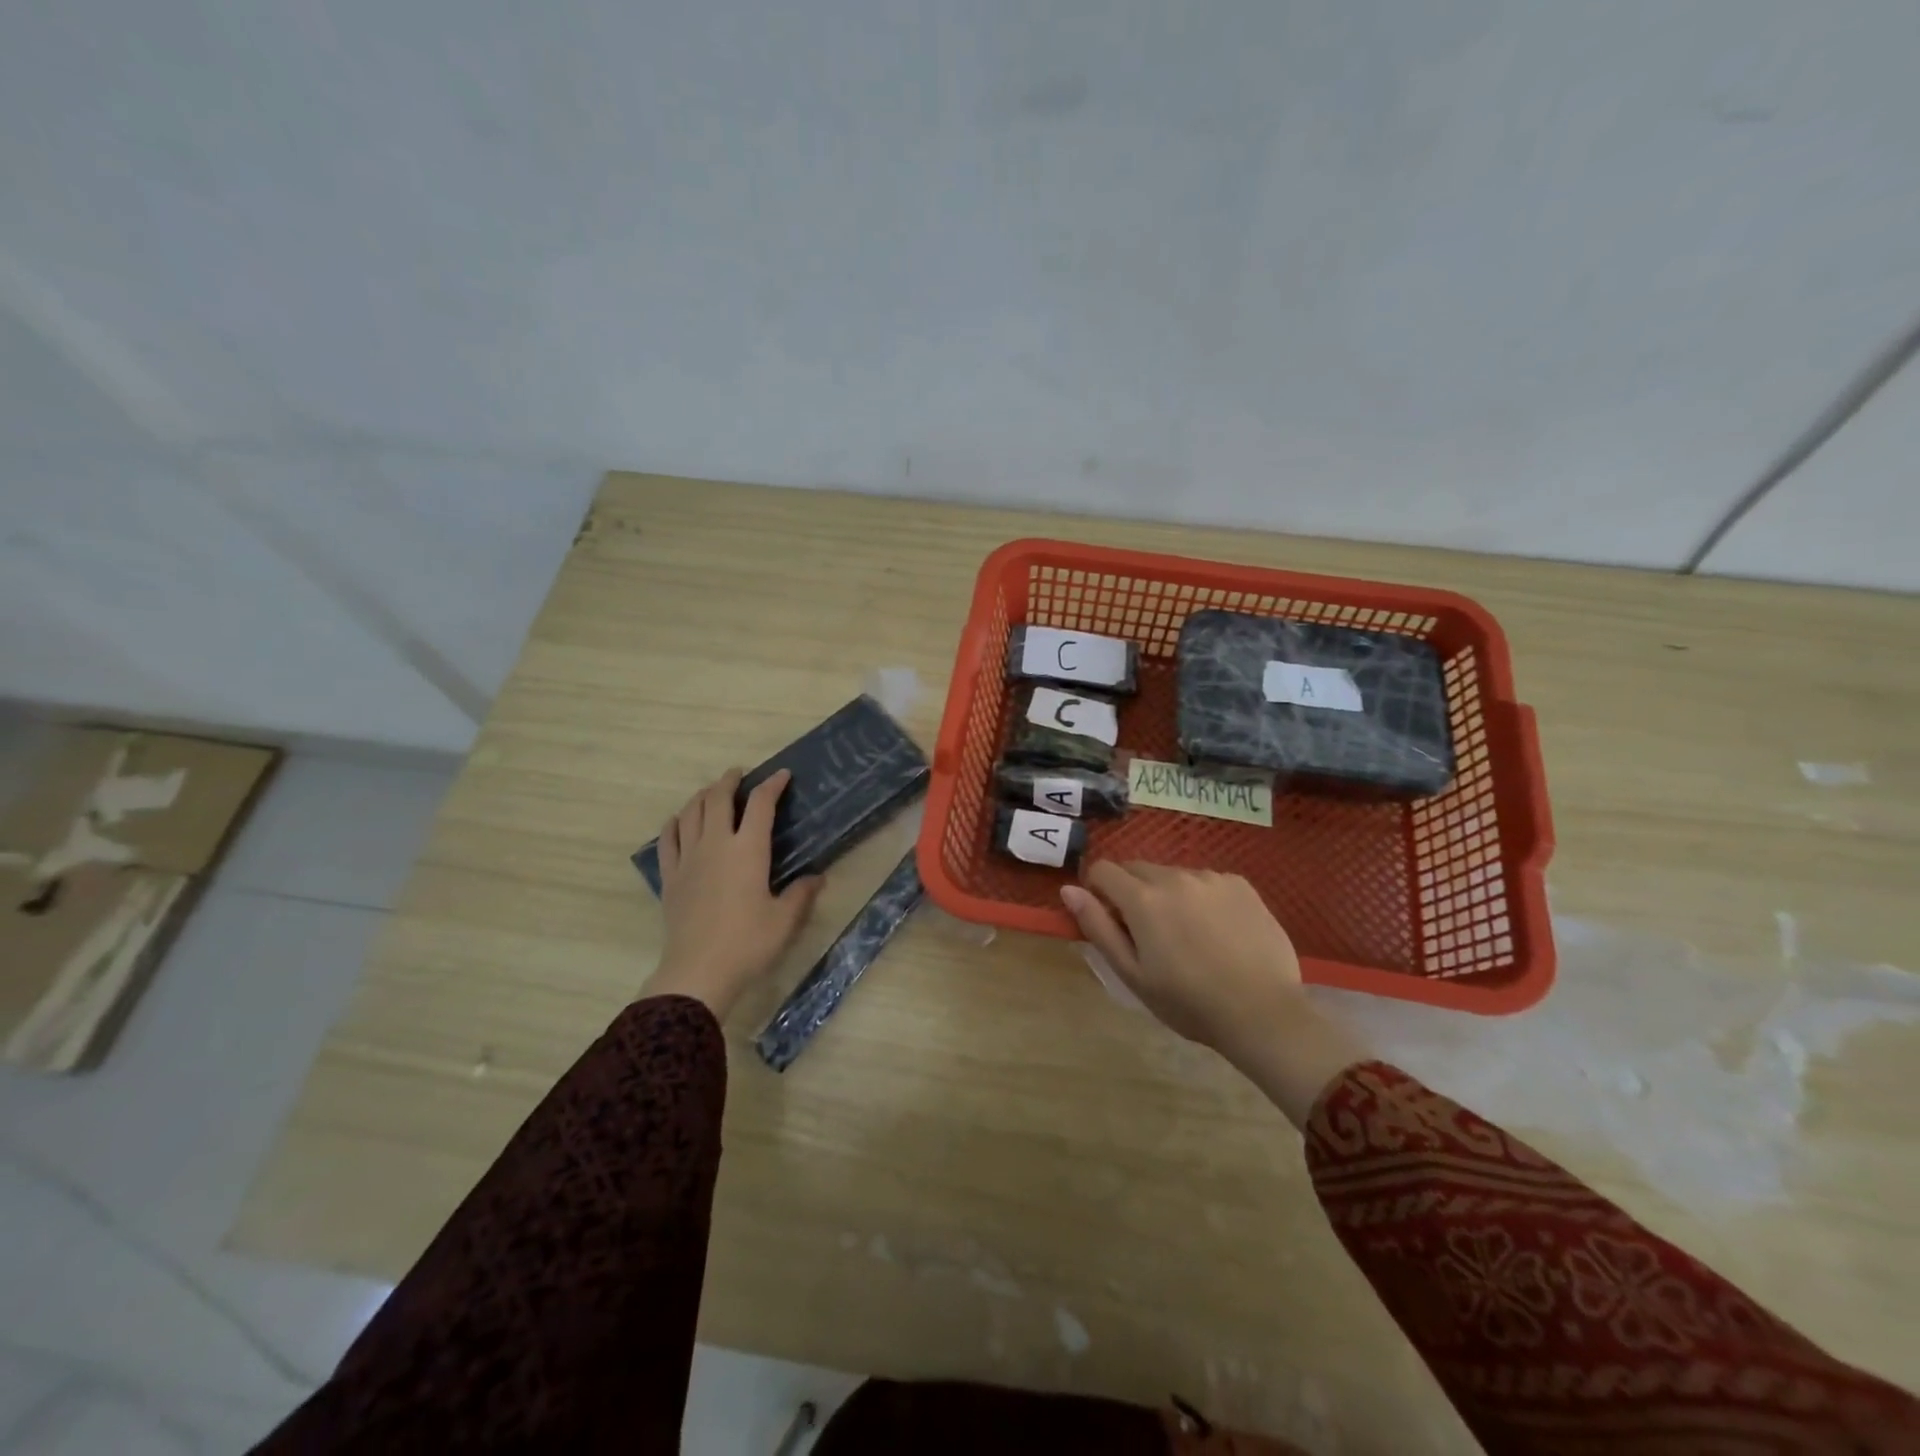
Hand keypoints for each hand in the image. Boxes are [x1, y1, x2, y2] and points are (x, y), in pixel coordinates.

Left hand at [648, 769, 822, 1020]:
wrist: (698, 972)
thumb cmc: (748, 942)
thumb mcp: (785, 920)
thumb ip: (801, 894)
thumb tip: (817, 877)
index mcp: (748, 850)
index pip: (761, 804)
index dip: (772, 785)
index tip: (782, 775)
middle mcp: (716, 844)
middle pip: (717, 799)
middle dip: (729, 781)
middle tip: (739, 774)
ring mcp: (688, 859)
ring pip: (690, 813)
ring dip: (702, 796)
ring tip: (711, 792)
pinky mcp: (670, 877)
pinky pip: (668, 839)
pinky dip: (675, 823)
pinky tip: (679, 821)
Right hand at [1061, 862, 1368, 1127]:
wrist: (1263, 1013)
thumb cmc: (1188, 1002)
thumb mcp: (1132, 973)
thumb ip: (1098, 927)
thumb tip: (1069, 889)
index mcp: (1143, 898)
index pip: (1103, 869)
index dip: (1098, 890)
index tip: (1110, 919)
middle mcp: (1175, 876)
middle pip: (1138, 869)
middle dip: (1133, 892)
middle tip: (1148, 934)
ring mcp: (1211, 878)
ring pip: (1173, 875)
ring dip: (1168, 894)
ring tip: (1187, 936)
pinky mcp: (1241, 885)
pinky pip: (1206, 881)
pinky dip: (1201, 897)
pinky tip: (1217, 931)